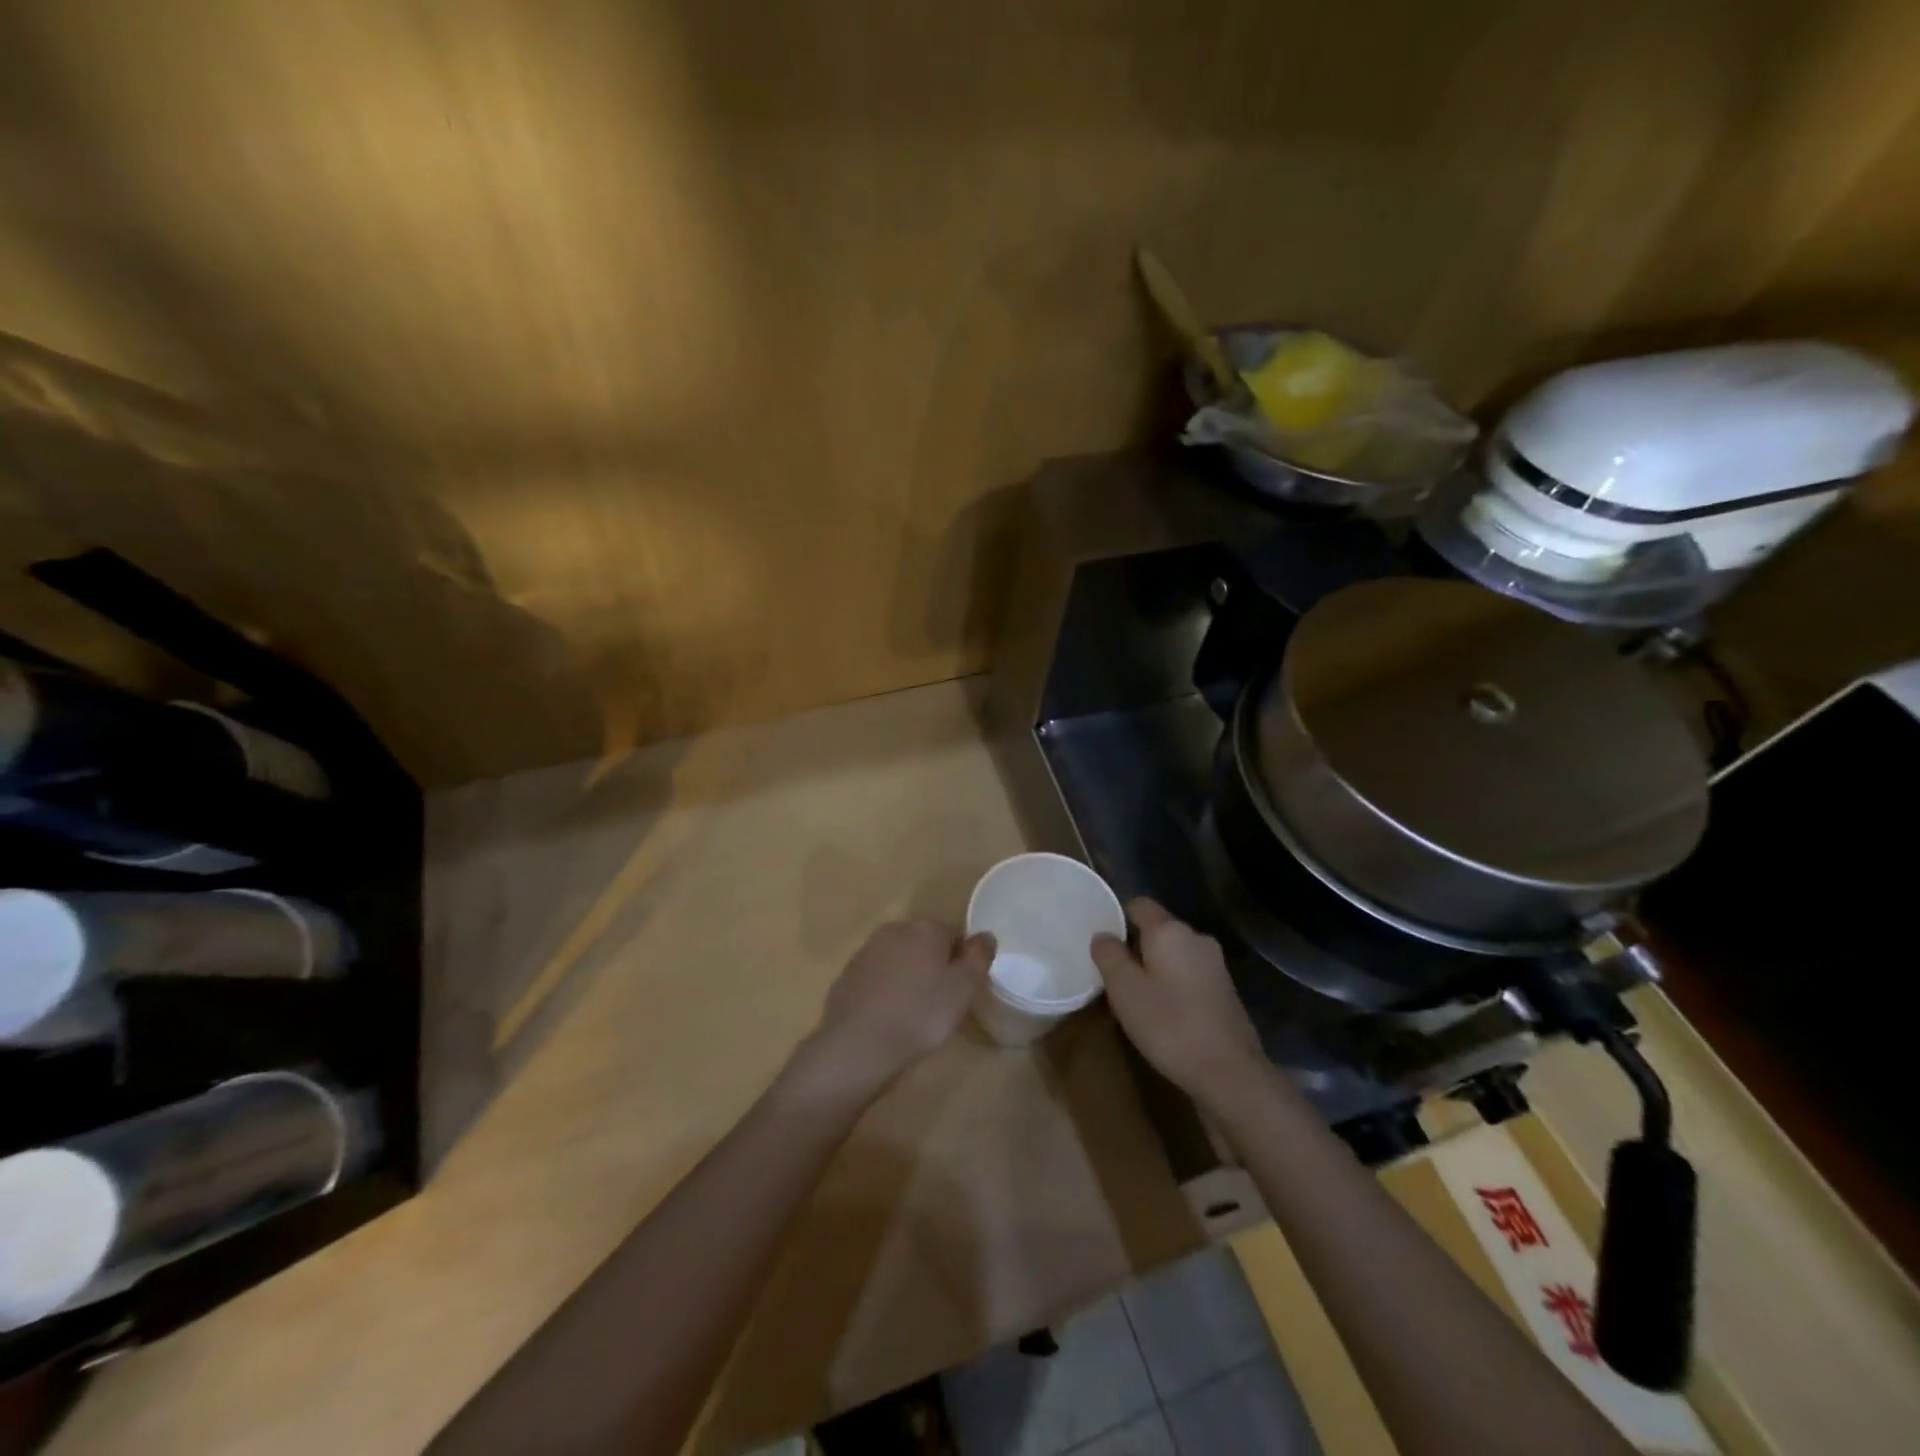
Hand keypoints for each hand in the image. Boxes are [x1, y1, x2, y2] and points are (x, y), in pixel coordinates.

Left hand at [795, 920, 994, 1102]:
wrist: (857, 1045)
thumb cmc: (920, 1015)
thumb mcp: (963, 989)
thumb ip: (979, 957)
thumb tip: (986, 935)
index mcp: (925, 928)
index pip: (955, 933)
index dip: (964, 959)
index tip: (964, 988)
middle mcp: (895, 929)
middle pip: (925, 942)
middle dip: (936, 964)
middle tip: (943, 1001)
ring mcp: (867, 950)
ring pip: (900, 958)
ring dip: (910, 975)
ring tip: (916, 1011)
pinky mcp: (848, 973)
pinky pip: (878, 975)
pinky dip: (887, 989)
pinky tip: (890, 1015)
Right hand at [1091, 899, 1263, 1110]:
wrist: (1230, 1073)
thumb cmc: (1170, 1026)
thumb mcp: (1125, 991)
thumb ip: (1109, 955)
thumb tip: (1103, 936)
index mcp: (1169, 931)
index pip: (1138, 904)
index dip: (1117, 918)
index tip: (1103, 945)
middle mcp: (1196, 937)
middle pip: (1158, 929)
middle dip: (1135, 947)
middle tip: (1115, 977)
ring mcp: (1215, 963)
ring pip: (1174, 952)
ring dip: (1155, 967)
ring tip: (1137, 998)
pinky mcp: (1225, 988)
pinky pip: (1189, 972)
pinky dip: (1174, 983)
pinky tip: (1165, 1013)